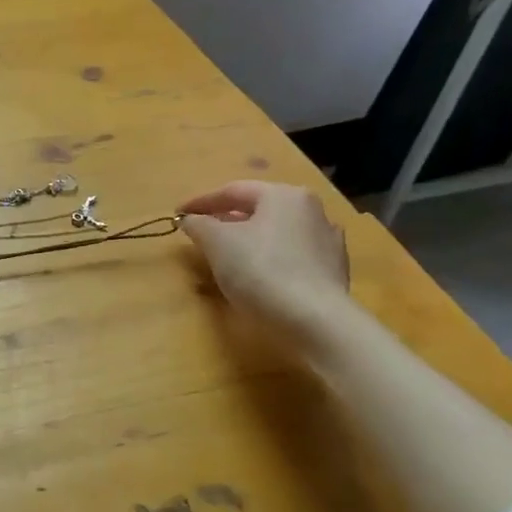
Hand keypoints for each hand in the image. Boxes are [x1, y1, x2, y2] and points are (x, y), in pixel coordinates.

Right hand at [178, 181, 351, 336]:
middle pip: (258, 210)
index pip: (233, 191)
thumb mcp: (216, 242)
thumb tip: (189, 219)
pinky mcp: (334, 270)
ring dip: (249, 240)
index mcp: (283, 195)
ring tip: (227, 256)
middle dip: (226, 220)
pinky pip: (292, 256)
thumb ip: (198, 224)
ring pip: (276, 233)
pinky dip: (270, 259)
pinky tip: (259, 275)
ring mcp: (327, 240)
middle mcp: (311, 209)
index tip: (178, 214)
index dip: (200, 202)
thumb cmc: (261, 269)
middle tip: (201, 234)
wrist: (315, 320)